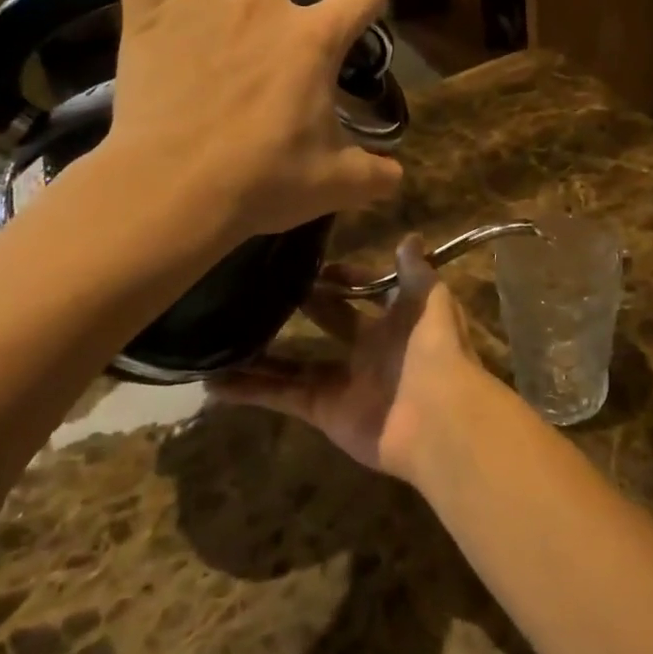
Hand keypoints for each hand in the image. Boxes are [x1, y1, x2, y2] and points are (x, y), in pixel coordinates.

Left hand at [99, 0, 402, 240]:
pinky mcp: (146, 17)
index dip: (370, 2)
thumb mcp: (335, 184)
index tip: (363, 17)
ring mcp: (198, 3)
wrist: (175, 189)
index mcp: (313, 38)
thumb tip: (397, 177)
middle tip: (263, 9)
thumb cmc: (263, 180)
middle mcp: (259, 4)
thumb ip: (374, 176)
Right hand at [208, 238, 499, 482]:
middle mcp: (369, 348)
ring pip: (296, 362)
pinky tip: (214, 382)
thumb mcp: (430, 299)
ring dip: (263, 352)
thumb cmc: (434, 348)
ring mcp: (344, 381)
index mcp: (397, 320)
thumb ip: (416, 270)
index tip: (315, 264)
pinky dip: (250, 391)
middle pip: (330, 321)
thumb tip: (409, 236)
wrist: (438, 417)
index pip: (367, 291)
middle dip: (305, 303)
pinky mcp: (323, 410)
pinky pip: (281, 396)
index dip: (346, 277)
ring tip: (223, 333)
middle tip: (264, 284)